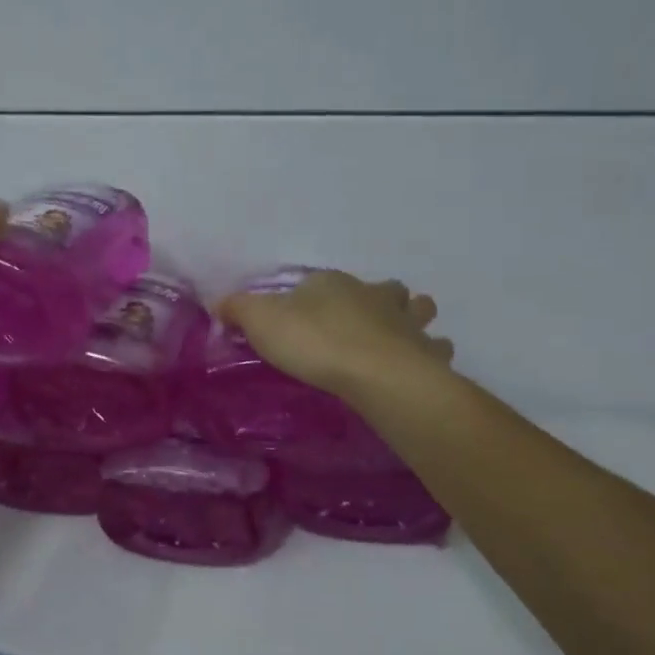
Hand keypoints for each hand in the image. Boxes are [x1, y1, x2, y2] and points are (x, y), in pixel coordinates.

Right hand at [217, 270, 453, 402]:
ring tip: (401, 338)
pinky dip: (429, 356)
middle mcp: (374, 295)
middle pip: (384, 288)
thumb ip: (238, 309)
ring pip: (418, 311)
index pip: (322, 282)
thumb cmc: (314, 341)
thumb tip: (219, 303)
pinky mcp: (426, 354)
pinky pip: (434, 350)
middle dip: (380, 299)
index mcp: (333, 284)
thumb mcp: (260, 320)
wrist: (374, 372)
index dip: (314, 295)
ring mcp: (405, 323)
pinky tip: (421, 367)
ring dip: (412, 319)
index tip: (303, 316)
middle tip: (367, 320)